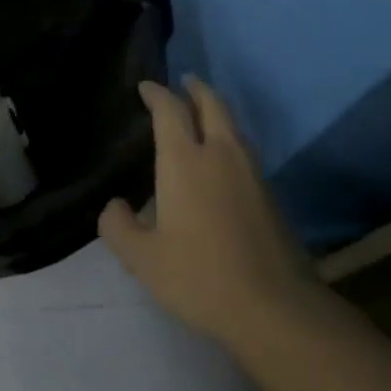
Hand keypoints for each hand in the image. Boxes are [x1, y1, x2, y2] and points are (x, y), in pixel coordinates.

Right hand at [99, 78, 312, 339]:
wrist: (275, 308)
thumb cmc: (199, 276)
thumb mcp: (142, 258)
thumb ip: (118, 226)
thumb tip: (115, 206)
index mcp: (185, 162)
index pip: (170, 111)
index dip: (157, 94)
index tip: (146, 87)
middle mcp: (221, 156)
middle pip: (212, 105)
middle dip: (196, 89)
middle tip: (184, 82)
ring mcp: (251, 173)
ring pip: (234, 126)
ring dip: (217, 111)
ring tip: (203, 113)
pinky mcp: (270, 195)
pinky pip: (245, 150)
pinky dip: (230, 138)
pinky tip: (222, 159)